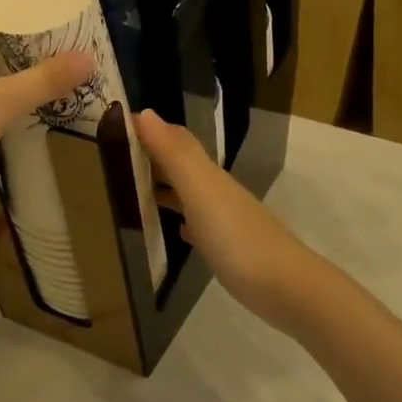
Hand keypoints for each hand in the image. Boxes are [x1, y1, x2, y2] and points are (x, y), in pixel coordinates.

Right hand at [134, 109, 317, 330]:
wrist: (289, 290)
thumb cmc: (238, 239)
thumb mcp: (201, 192)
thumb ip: (175, 154)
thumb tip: (145, 112)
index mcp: (207, 174)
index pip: (174, 139)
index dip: (148, 129)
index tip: (113, 124)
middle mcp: (216, 190)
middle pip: (180, 164)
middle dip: (151, 156)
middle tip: (113, 156)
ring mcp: (225, 219)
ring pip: (188, 192)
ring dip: (163, 185)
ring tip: (132, 189)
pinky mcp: (229, 248)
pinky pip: (199, 223)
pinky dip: (183, 218)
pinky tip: (177, 229)